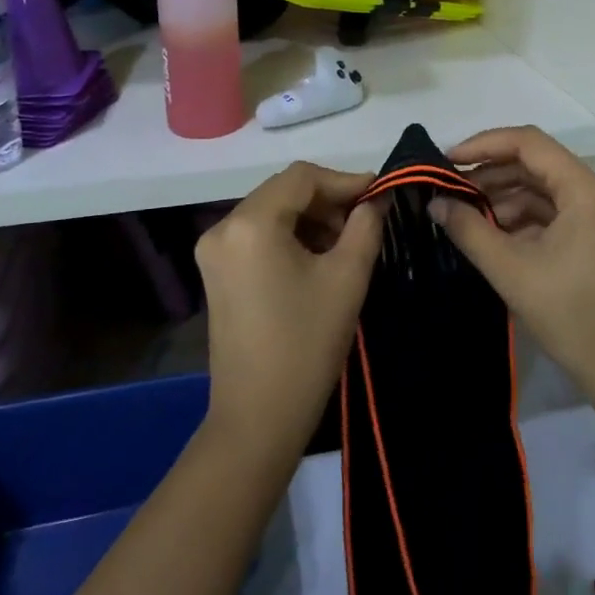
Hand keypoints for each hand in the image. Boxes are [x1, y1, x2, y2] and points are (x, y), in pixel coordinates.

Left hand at [195, 162, 385, 458]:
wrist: (258, 417)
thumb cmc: (307, 344)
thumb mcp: (347, 277)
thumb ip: (367, 225)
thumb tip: (380, 197)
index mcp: (251, 223)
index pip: (303, 177)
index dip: (345, 181)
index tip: (380, 196)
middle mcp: (223, 227)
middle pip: (284, 191)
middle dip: (328, 201)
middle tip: (366, 222)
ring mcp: (214, 250)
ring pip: (272, 211)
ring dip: (311, 219)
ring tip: (346, 244)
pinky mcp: (216, 272)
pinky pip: (258, 235)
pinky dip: (290, 236)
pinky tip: (317, 259)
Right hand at [429, 127, 594, 397]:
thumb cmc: (571, 317)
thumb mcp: (511, 271)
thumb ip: (469, 229)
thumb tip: (435, 202)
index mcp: (588, 190)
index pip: (529, 143)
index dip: (484, 144)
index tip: (447, 159)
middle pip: (538, 164)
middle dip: (491, 174)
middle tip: (449, 188)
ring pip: (546, 189)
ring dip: (506, 198)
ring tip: (465, 214)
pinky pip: (558, 211)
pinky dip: (525, 218)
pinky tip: (494, 233)